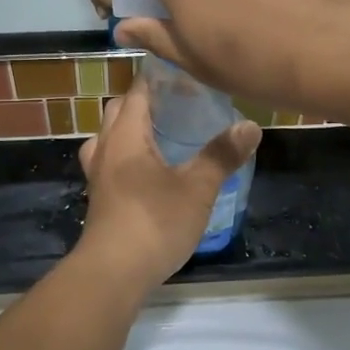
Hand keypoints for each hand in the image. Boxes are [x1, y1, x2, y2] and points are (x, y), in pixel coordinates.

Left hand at [76, 82, 261, 286]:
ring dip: (130, 131)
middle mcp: (105, 148)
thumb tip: (251, 125)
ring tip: (163, 136)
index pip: (137, 91)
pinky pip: (110, 163)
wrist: (112, 273)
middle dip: (145, 102)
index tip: (186, 75)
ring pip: (109, 138)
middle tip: (180, 105)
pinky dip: (126, 157)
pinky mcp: (100, 199)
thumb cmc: (154, 222)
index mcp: (125, 135)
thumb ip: (222, 155)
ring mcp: (98, 176)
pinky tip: (151, 172)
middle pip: (118, 111)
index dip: (158, 78)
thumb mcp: (197, 188)